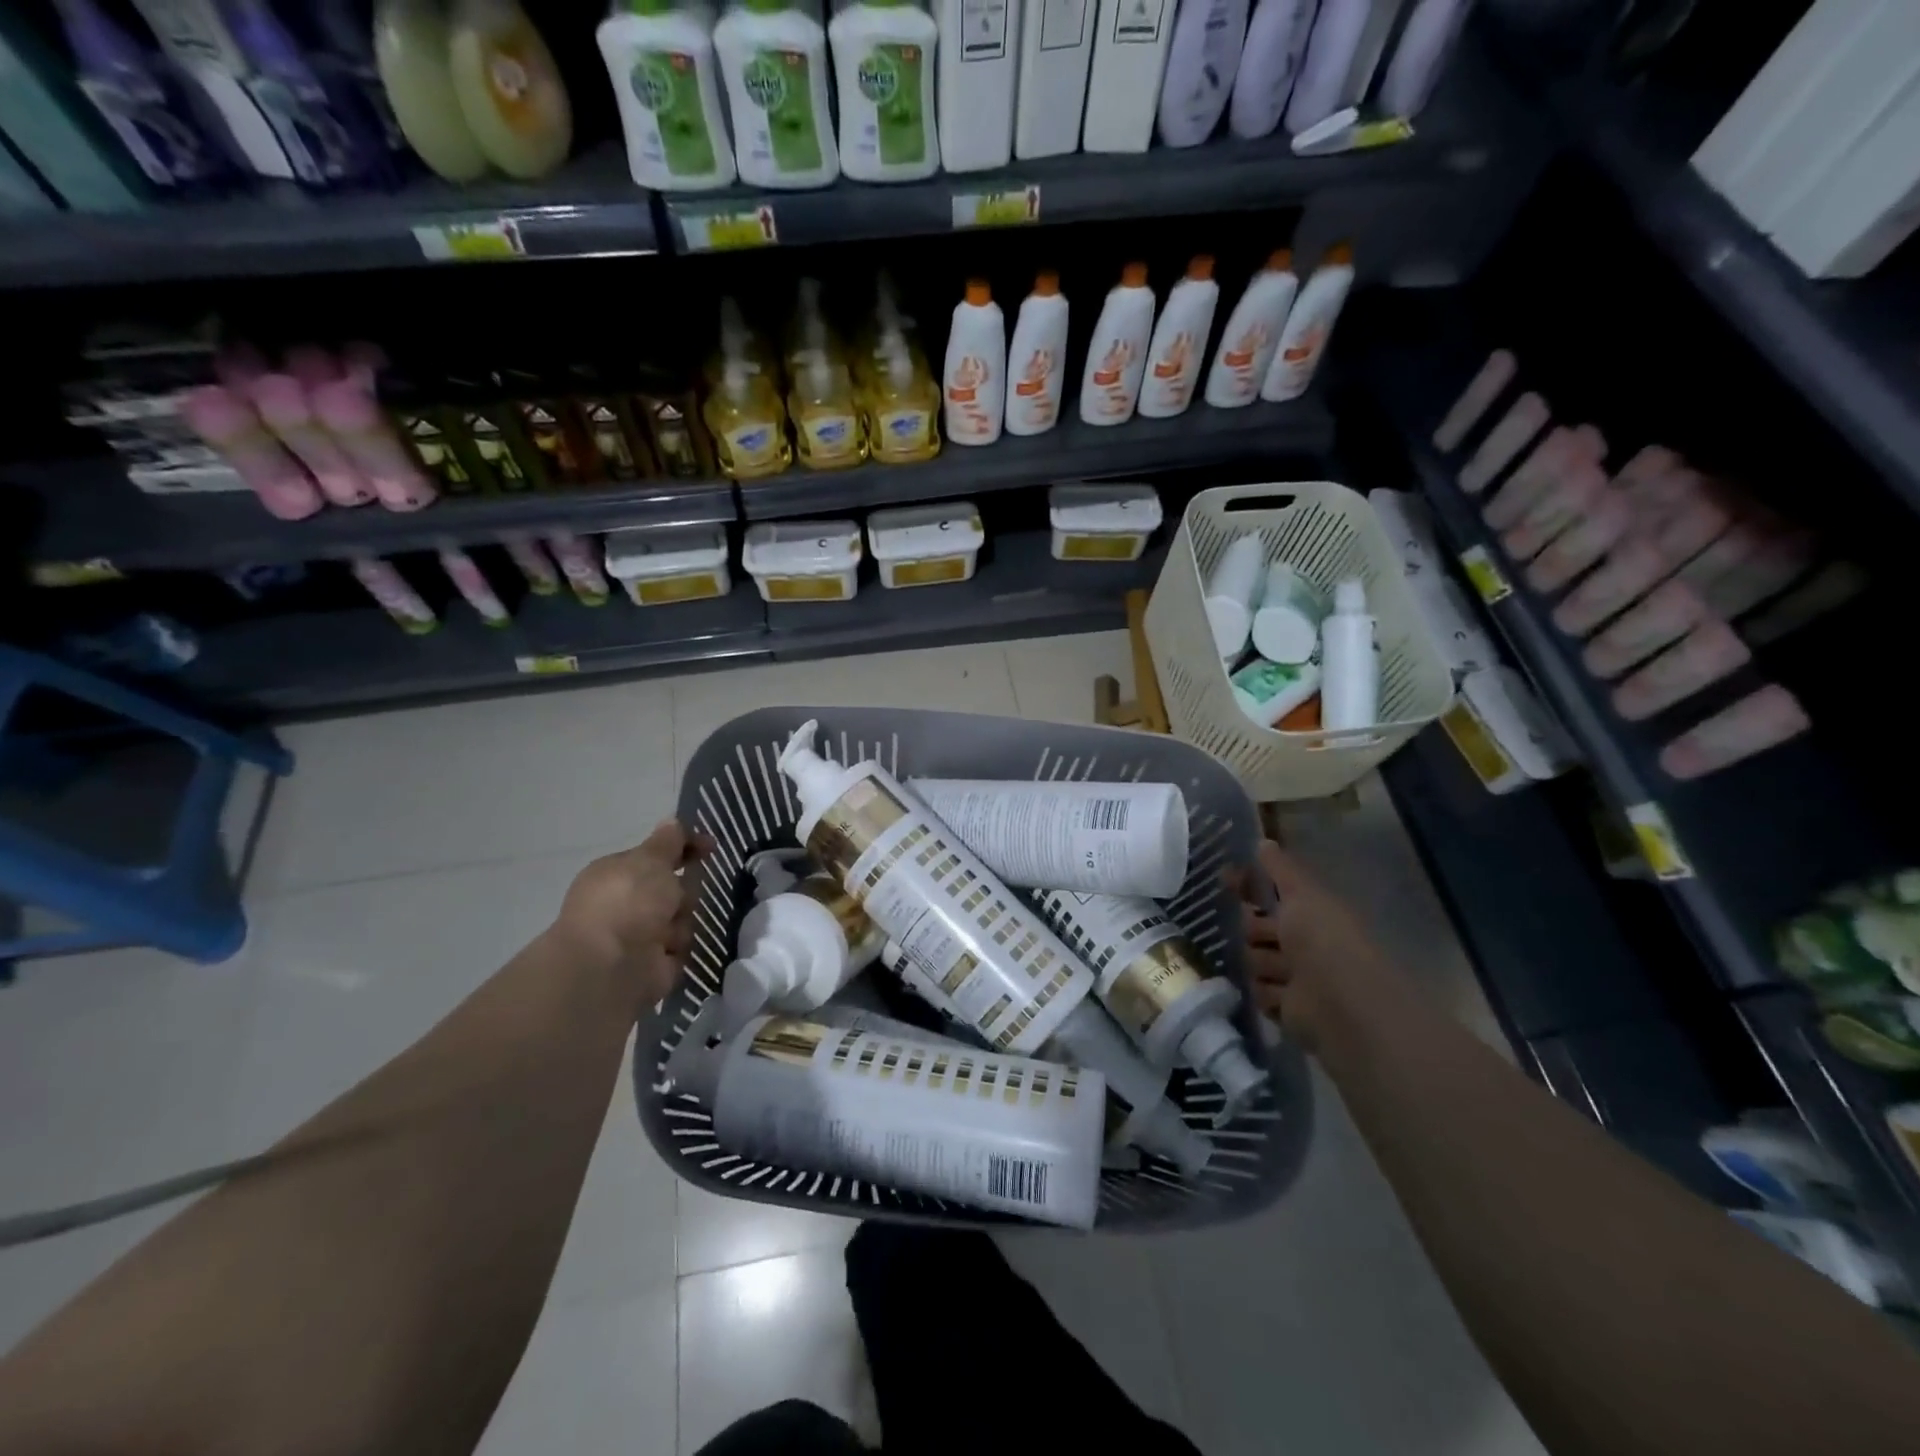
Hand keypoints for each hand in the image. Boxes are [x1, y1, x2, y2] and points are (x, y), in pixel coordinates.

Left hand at [552, 819, 711, 1005]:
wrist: (612, 966)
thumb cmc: (627, 902)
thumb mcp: (651, 859)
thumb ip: (667, 841)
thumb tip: (672, 821)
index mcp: (617, 874)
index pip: (657, 855)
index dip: (684, 848)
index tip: (710, 847)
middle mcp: (625, 903)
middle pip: (673, 888)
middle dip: (682, 892)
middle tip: (676, 898)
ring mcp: (638, 934)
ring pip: (682, 917)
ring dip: (681, 922)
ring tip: (668, 933)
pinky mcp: (654, 963)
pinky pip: (682, 946)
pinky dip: (679, 947)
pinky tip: (668, 951)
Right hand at [1235, 839, 1395, 1050]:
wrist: (1339, 1000)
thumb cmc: (1323, 937)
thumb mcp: (1302, 893)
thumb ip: (1281, 869)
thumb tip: (1263, 841)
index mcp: (1311, 914)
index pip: (1272, 894)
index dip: (1250, 887)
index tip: (1225, 879)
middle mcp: (1304, 944)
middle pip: (1258, 928)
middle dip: (1252, 928)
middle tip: (1258, 932)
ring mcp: (1295, 977)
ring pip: (1255, 961)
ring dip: (1259, 962)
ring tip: (1274, 967)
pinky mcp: (1285, 1008)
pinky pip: (1260, 992)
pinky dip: (1264, 991)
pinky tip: (1274, 990)